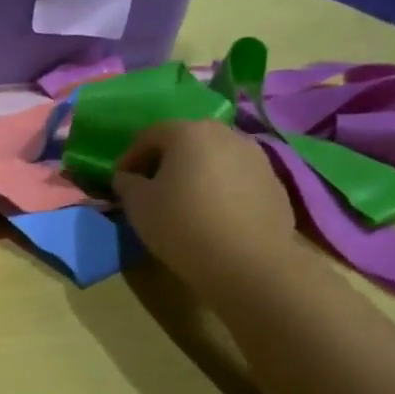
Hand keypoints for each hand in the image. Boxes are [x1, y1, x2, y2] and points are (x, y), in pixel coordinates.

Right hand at [111, 119, 302, 299]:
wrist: (250, 261)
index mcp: (189, 133)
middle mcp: (226, 135)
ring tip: (183, 201)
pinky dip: (219, 188)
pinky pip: (236, 178)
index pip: (150, 135)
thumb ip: (127, 184)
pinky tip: (212, 215)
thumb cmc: (183, 224)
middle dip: (165, 161)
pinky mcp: (274, 183)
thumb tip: (127, 178)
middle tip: (150, 187)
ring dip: (195, 173)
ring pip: (214, 158)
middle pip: (187, 141)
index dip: (129, 156)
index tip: (120, 181)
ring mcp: (257, 157)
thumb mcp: (138, 205)